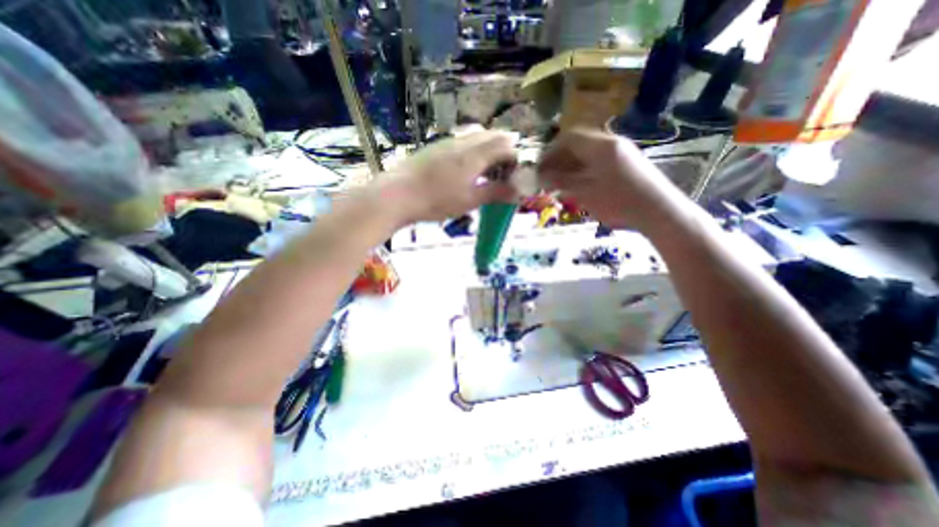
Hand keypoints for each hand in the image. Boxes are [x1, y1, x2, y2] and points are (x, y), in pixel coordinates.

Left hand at [378, 130, 516, 224]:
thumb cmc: (437, 200)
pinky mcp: (436, 147)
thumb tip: (518, 191)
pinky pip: (462, 142)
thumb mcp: (470, 201)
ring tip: (484, 173)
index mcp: (475, 154)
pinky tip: (464, 170)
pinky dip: (473, 151)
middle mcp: (464, 141)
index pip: (506, 146)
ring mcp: (448, 142)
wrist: (398, 194)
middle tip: (501, 174)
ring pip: (477, 137)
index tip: (513, 178)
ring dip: (488, 150)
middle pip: (493, 136)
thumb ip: (496, 193)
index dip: (515, 160)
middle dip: (503, 151)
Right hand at [535, 127, 687, 233]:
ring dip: (571, 165)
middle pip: (578, 144)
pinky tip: (579, 185)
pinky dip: (584, 170)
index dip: (551, 151)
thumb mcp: (586, 193)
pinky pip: (599, 161)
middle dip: (560, 159)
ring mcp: (622, 152)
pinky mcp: (627, 163)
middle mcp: (612, 143)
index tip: (540, 167)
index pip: (569, 138)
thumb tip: (542, 176)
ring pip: (588, 153)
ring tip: (560, 183)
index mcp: (601, 146)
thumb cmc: (619, 202)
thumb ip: (562, 181)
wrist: (659, 211)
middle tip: (548, 176)